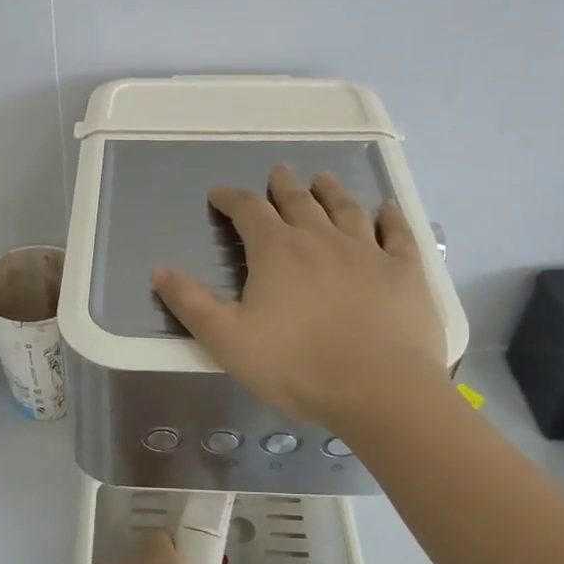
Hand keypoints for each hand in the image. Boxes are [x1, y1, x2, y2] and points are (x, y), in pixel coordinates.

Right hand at [150, 165, 447, 428]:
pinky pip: (397, 232)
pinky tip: (387, 208)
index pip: (248, 211)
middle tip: (278, 173)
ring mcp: (367, 251)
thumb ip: (191, 303)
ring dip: (331, 190)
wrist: (378, 390)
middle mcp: (321, 238)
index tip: (219, 195)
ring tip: (323, 179)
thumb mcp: (226, 340)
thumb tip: (159, 271)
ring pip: (346, 208)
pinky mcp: (405, 270)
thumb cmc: (294, 366)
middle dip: (283, 186)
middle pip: (298, 201)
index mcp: (276, 251)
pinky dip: (390, 216)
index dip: (230, 198)